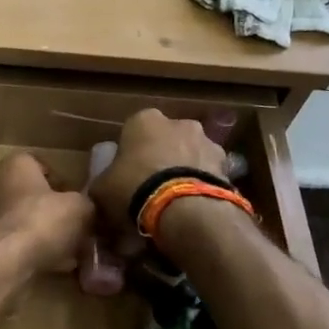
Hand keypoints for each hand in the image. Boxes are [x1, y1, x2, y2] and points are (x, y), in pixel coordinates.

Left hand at [0, 152, 94, 274]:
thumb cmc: (41, 221)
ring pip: (18, 221)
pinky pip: (10, 244)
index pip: (38, 164)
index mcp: (14, 166)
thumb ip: (85, 205)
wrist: (2, 261)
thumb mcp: (80, 208)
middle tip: (71, 227)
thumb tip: (87, 210)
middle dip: (48, 211)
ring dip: (39, 233)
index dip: (60, 182)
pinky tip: (49, 267)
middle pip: (27, 195)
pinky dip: (27, 252)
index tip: (74, 200)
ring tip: (65, 252)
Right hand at [89, 109, 226, 240]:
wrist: (184, 208)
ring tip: (174, 203)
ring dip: (183, 171)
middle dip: (160, 158)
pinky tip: (192, 208)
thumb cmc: (134, 189)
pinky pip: (207, 174)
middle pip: (165, 140)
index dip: (129, 153)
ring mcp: (206, 141)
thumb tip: (101, 191)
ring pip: (189, 155)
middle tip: (150, 188)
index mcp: (144, 120)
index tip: (125, 174)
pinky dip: (200, 186)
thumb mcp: (102, 190)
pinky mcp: (226, 164)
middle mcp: (178, 122)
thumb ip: (102, 184)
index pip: (132, 130)